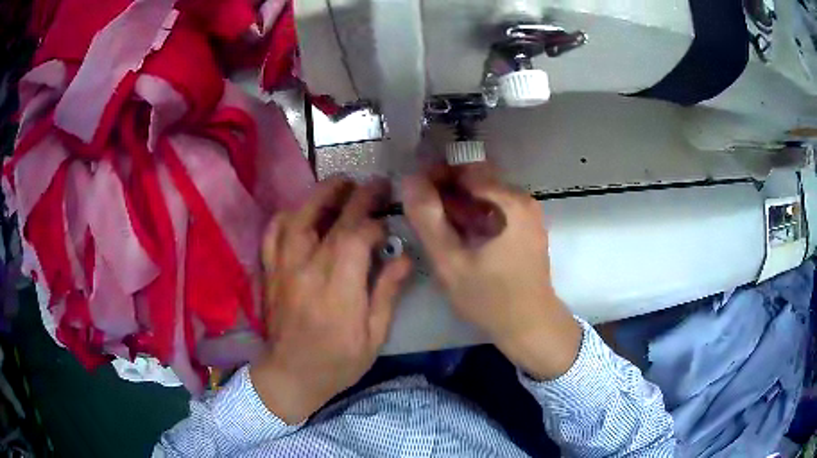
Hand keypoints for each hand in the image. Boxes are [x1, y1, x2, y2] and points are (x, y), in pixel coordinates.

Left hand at [250, 178, 411, 423]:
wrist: (291, 375)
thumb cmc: (338, 361)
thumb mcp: (374, 336)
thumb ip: (387, 293)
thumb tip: (404, 257)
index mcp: (338, 289)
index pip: (356, 238)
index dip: (375, 224)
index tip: (389, 226)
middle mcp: (307, 270)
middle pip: (331, 220)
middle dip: (357, 195)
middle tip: (375, 183)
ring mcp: (283, 268)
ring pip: (298, 217)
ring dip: (320, 195)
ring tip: (340, 184)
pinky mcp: (269, 272)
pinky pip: (272, 234)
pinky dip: (286, 216)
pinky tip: (300, 212)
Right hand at [402, 164, 580, 380]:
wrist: (530, 326)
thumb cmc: (492, 298)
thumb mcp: (451, 262)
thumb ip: (428, 220)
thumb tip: (410, 180)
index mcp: (510, 201)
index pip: (466, 170)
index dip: (435, 175)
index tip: (413, 190)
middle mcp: (523, 199)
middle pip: (477, 178)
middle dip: (446, 187)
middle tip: (420, 207)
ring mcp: (527, 213)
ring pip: (484, 193)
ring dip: (457, 201)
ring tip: (433, 221)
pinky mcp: (525, 227)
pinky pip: (494, 207)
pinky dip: (472, 213)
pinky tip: (455, 232)